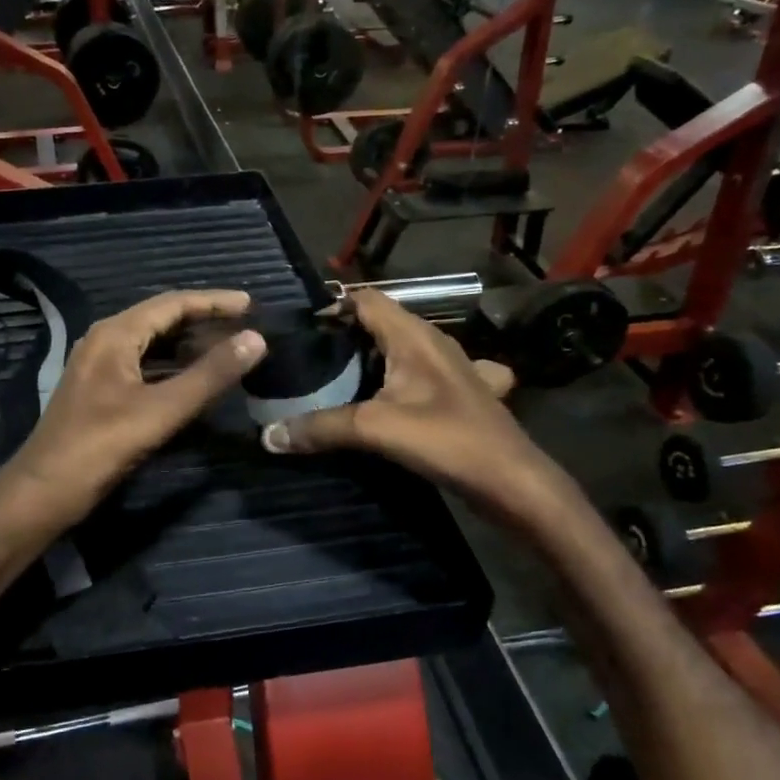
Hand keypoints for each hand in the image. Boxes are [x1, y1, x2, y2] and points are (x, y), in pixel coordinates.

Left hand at [6, 291, 264, 525]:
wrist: (43, 491)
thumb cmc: (101, 446)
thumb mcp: (162, 410)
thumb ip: (210, 375)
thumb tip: (256, 339)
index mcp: (115, 334)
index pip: (172, 303)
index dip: (213, 301)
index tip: (251, 304)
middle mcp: (104, 341)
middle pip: (161, 319)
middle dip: (203, 320)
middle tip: (245, 326)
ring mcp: (99, 367)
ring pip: (152, 344)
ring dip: (188, 345)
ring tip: (227, 349)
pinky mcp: (100, 391)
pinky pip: (143, 366)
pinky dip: (172, 367)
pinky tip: (194, 380)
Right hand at [259, 289, 531, 499]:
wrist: (511, 480)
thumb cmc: (447, 439)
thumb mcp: (375, 429)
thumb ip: (320, 427)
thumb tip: (268, 435)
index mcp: (414, 335)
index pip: (365, 299)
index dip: (331, 307)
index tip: (298, 331)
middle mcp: (431, 343)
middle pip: (378, 323)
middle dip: (342, 336)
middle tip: (305, 360)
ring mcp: (448, 369)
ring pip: (396, 351)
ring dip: (366, 361)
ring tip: (328, 381)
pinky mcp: (454, 394)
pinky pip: (413, 376)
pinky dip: (392, 383)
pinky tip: (380, 403)